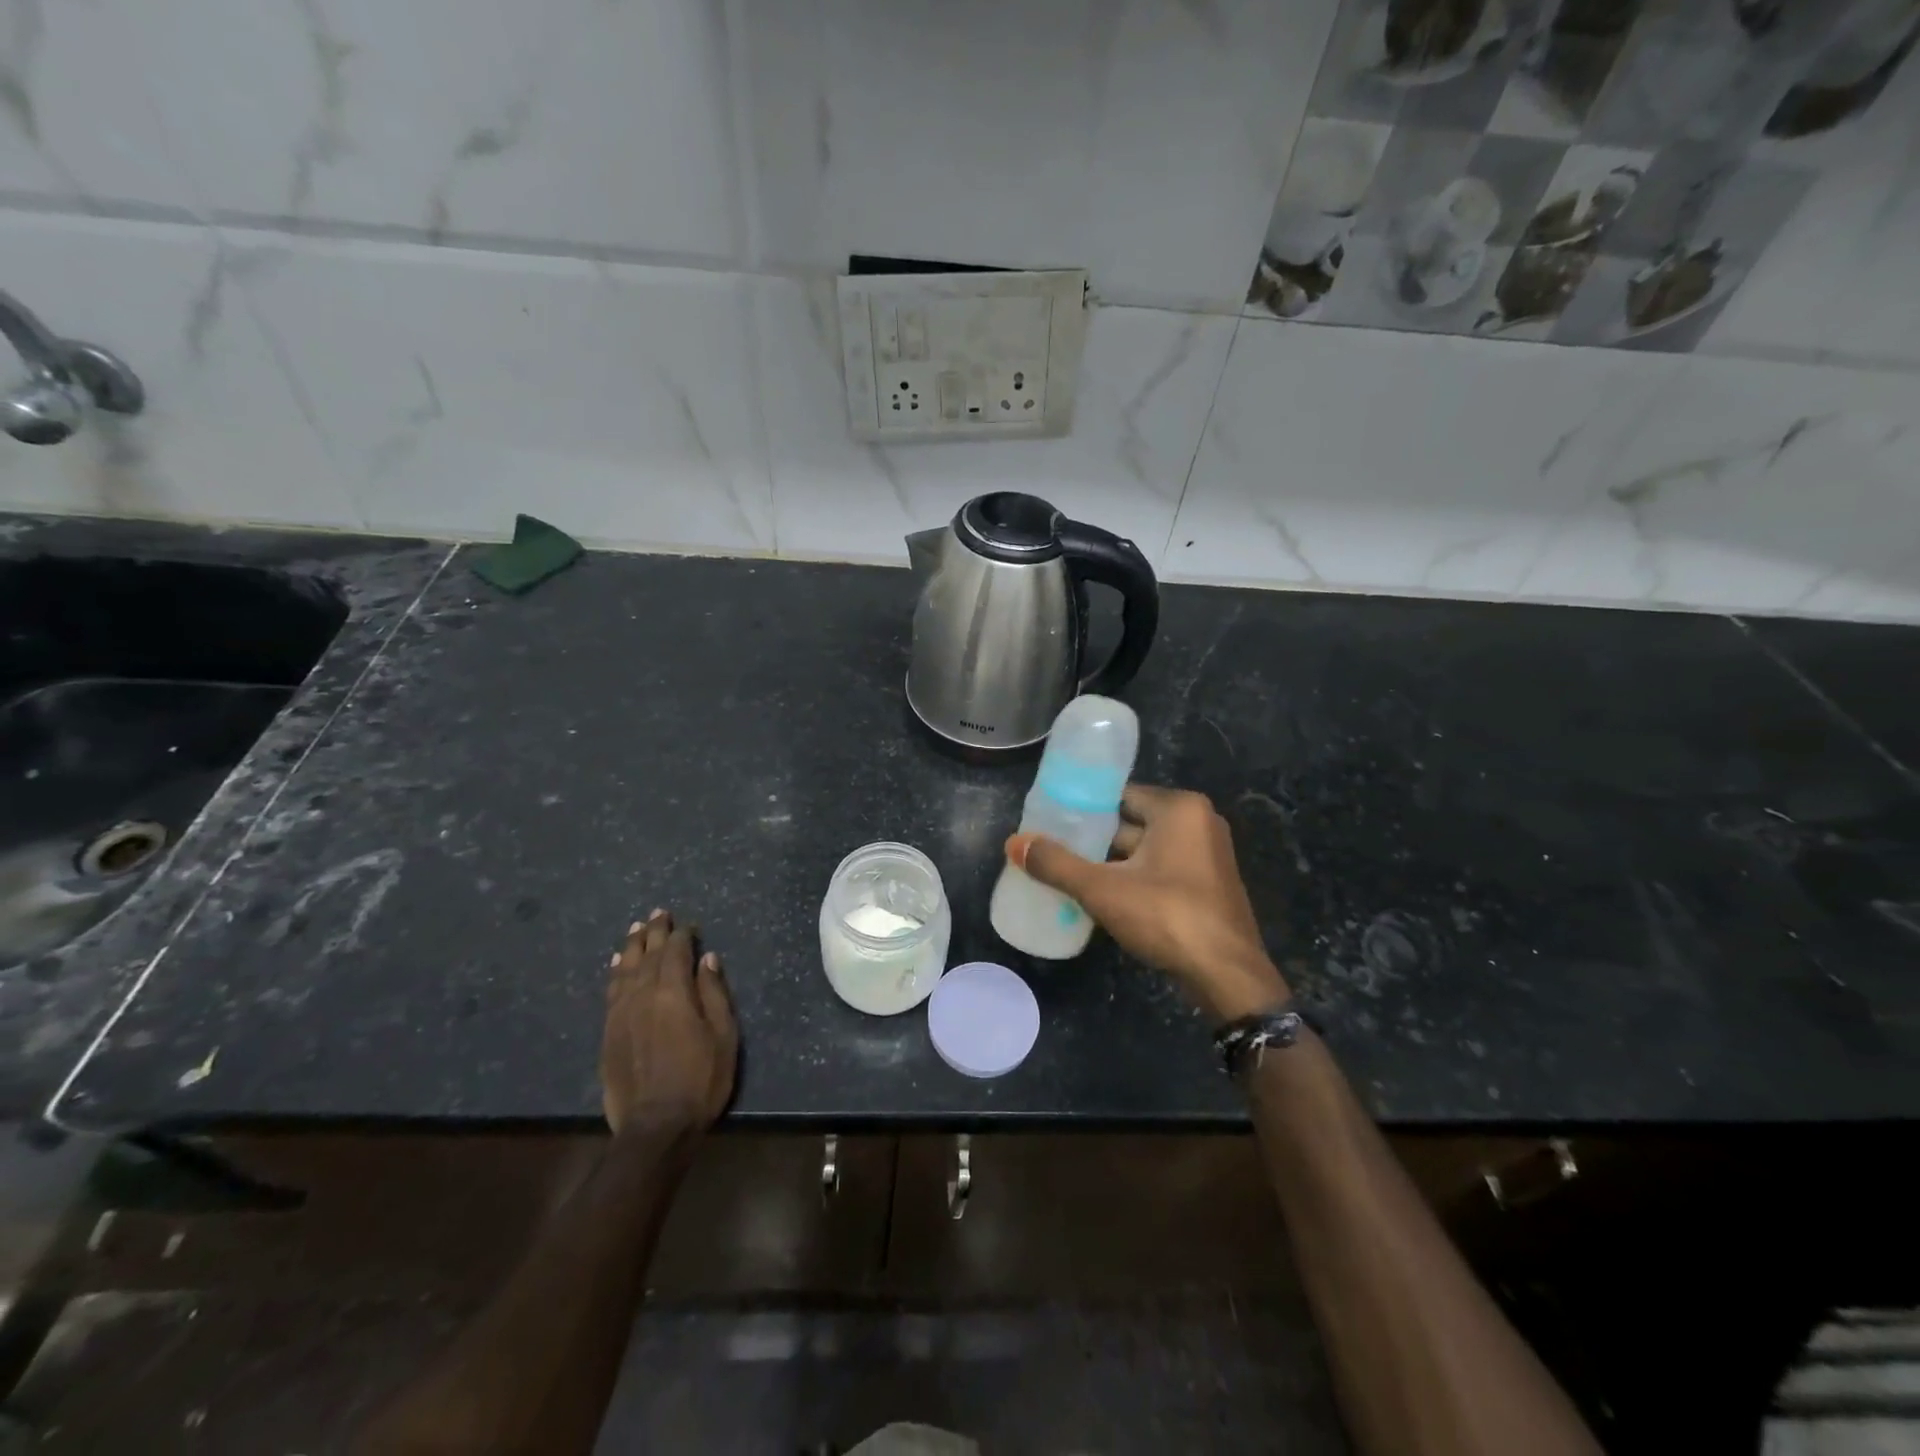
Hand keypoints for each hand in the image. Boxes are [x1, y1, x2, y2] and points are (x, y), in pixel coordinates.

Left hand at [602, 909, 737, 1135]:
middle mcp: (643, 995)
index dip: (682, 935)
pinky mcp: (609, 1031)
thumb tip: (706, 958)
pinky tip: (618, 964)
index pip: (676, 952)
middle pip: (648, 954)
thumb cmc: (700, 1079)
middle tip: (659, 913)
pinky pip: (611, 990)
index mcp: (673, 992)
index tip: (689, 924)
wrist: (655, 1126)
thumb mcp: (723, 1035)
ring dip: (632, 946)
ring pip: (625, 969)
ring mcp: (621, 1013)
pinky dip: (616, 971)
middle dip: (655, 931)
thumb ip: (713, 993)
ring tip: (636, 928)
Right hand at [1007, 785, 1289, 1022]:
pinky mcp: (1208, 884)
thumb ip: (1056, 864)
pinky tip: (1103, 896)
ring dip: (1112, 862)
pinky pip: (1161, 869)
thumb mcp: (1103, 889)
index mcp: (1179, 808)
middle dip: (1095, 839)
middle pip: (1132, 822)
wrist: (1227, 976)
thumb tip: (1014, 843)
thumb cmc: (1167, 917)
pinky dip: (1134, 878)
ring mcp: (1208, 854)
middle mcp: (1199, 822)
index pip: (1119, 795)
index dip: (1083, 808)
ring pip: (1145, 849)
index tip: (1051, 821)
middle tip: (1054, 849)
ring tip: (1068, 873)